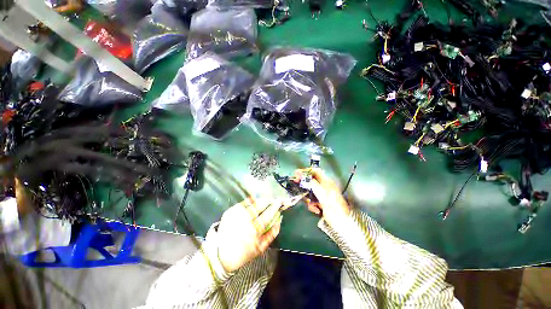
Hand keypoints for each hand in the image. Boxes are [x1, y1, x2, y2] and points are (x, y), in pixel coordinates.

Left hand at [217, 198, 281, 272]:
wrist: (221, 254)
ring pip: (251, 203)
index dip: (274, 207)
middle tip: (272, 199)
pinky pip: (242, 203)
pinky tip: (253, 201)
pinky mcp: (230, 212)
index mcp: (254, 231)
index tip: (279, 202)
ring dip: (260, 200)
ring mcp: (236, 215)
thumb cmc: (243, 252)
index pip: (268, 215)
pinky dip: (249, 201)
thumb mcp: (260, 248)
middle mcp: (245, 221)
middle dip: (268, 201)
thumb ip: (272, 234)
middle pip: (259, 206)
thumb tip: (279, 221)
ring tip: (264, 200)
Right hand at [295, 168, 350, 227]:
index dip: (306, 171)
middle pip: (311, 182)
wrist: (342, 223)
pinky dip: (312, 206)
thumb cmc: (334, 207)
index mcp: (327, 182)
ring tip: (311, 205)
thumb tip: (304, 176)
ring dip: (308, 199)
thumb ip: (313, 184)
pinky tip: (316, 210)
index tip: (297, 173)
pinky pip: (312, 201)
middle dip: (304, 185)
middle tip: (297, 186)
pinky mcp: (321, 203)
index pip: (315, 172)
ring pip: (310, 192)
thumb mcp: (323, 194)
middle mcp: (324, 187)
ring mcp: (322, 195)